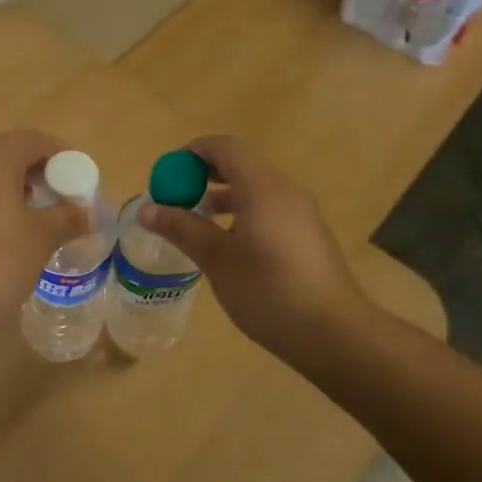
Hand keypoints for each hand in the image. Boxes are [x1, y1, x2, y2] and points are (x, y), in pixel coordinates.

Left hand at [0, 130, 87, 341]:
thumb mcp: (40, 239)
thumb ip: (67, 218)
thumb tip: (87, 213)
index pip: (32, 140)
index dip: (61, 154)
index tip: (80, 177)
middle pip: (8, 156)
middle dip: (39, 173)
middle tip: (63, 198)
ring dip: (16, 191)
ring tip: (40, 219)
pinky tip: (8, 235)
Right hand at [136, 135, 365, 365]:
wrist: (334, 333)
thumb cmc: (269, 291)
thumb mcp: (217, 260)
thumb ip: (182, 229)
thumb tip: (146, 210)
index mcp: (263, 188)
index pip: (225, 148)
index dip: (194, 152)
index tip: (168, 173)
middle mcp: (285, 191)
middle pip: (241, 165)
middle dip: (205, 175)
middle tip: (177, 197)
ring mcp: (301, 213)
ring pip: (256, 189)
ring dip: (223, 196)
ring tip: (197, 223)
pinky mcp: (308, 235)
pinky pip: (269, 209)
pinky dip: (243, 213)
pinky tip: (229, 246)